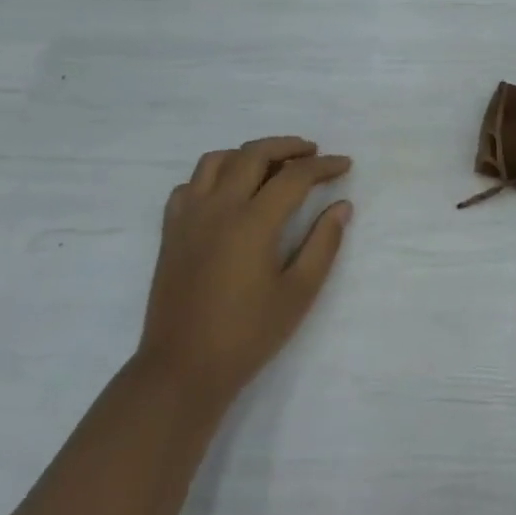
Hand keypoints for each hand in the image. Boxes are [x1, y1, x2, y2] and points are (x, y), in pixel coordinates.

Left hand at [135, 137, 352, 417]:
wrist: (183, 368)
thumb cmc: (248, 335)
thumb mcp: (298, 293)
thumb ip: (323, 244)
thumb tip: (342, 206)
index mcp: (253, 222)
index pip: (294, 176)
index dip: (323, 166)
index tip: (344, 164)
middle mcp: (218, 207)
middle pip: (253, 154)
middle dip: (287, 146)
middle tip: (312, 152)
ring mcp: (189, 217)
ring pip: (216, 161)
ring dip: (248, 154)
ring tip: (270, 166)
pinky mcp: (171, 232)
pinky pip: (190, 185)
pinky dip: (213, 176)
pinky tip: (228, 193)